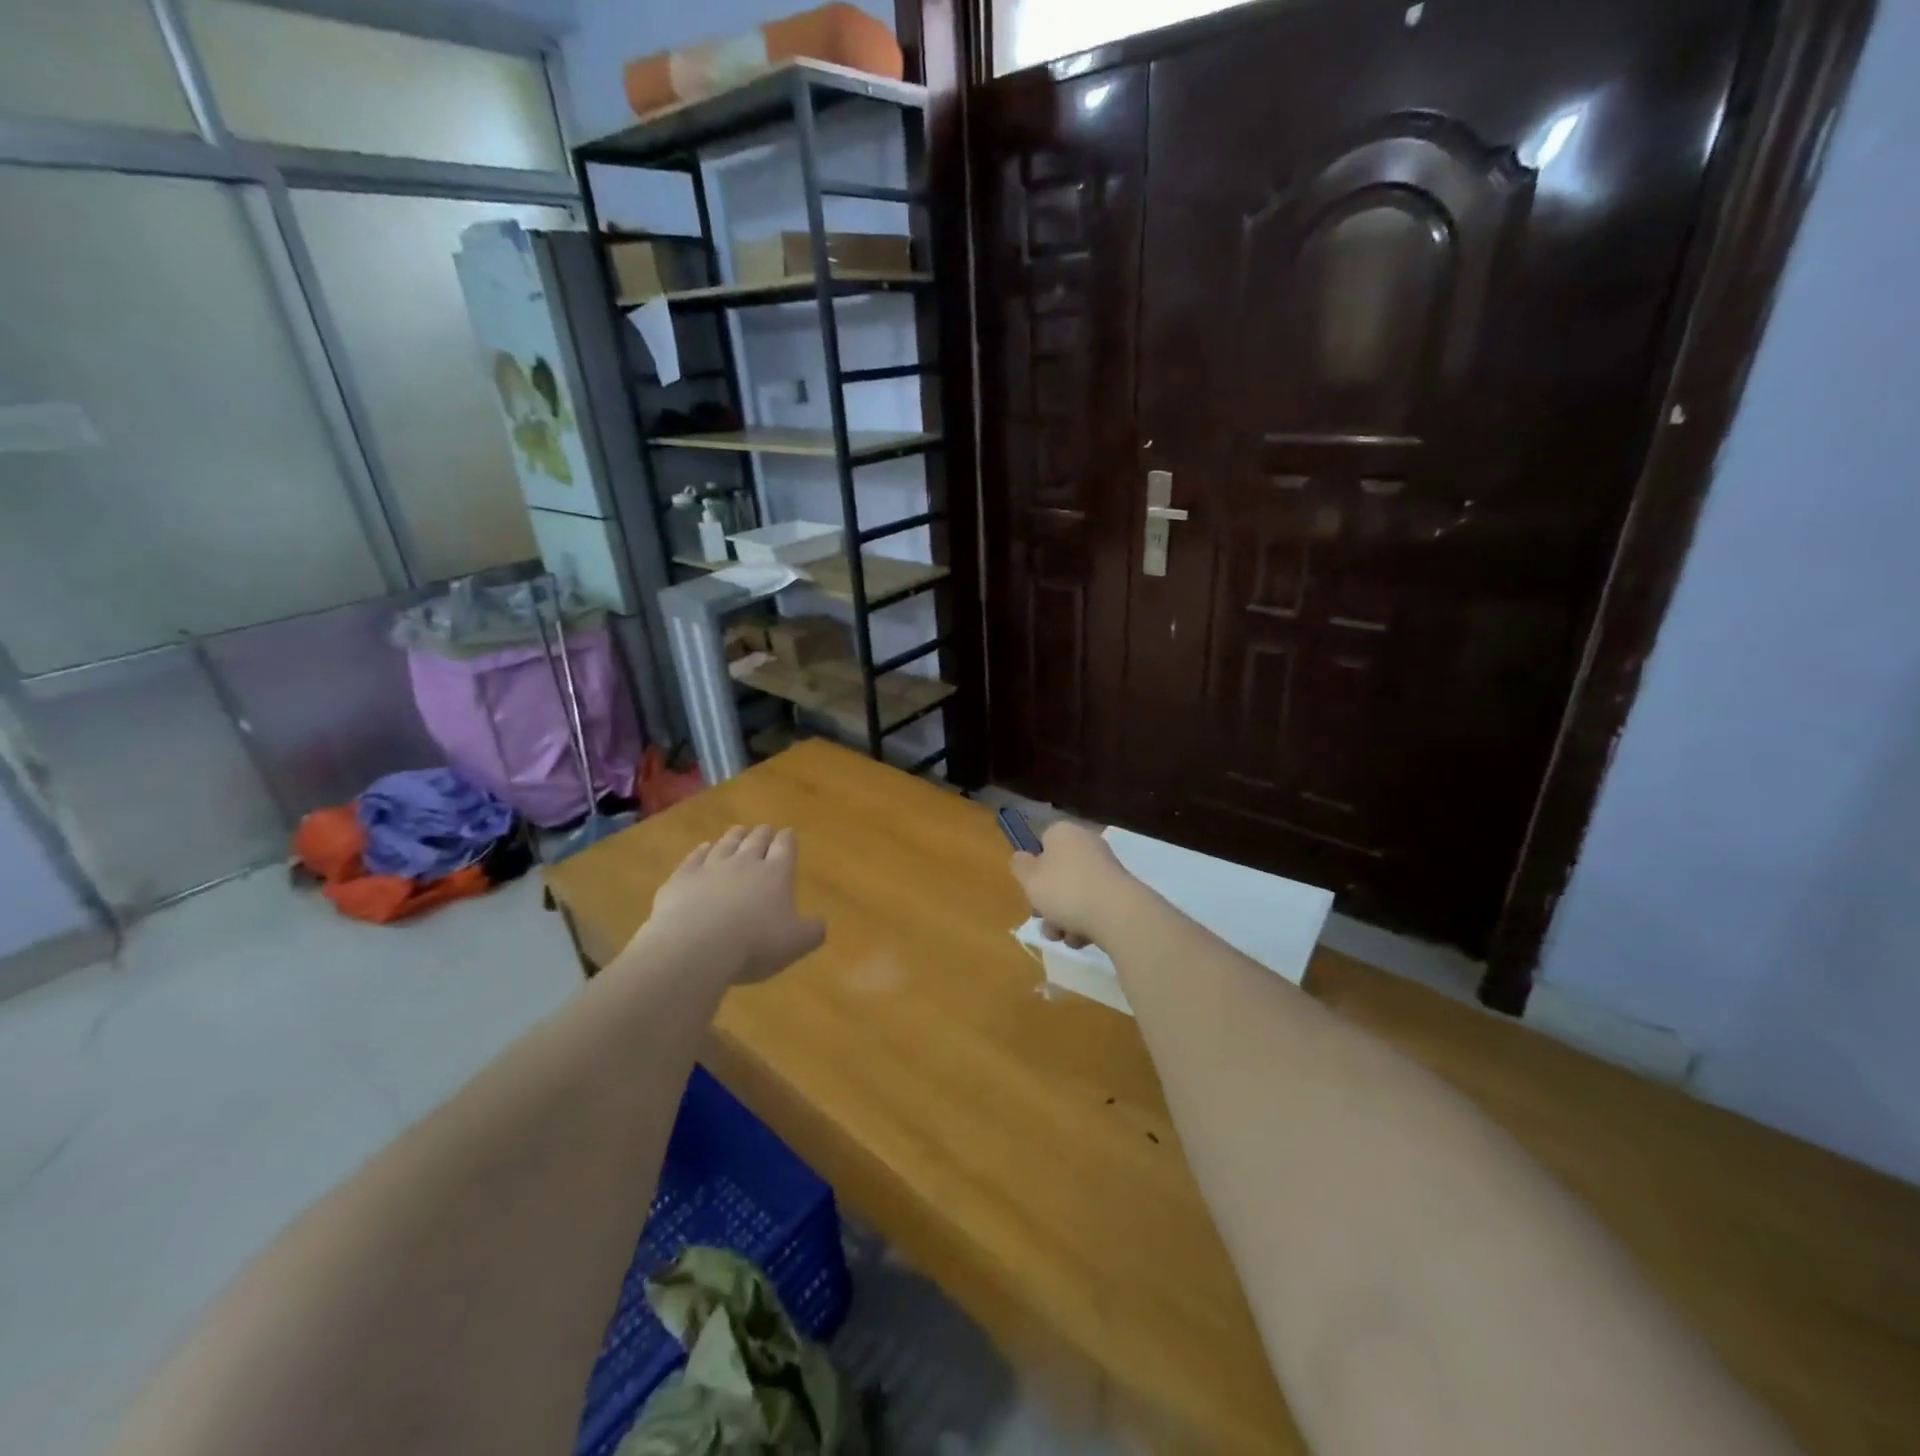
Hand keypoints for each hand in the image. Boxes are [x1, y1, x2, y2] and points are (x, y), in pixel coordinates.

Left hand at [640, 825, 824, 984]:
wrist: (694, 947)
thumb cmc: (754, 944)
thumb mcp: (795, 944)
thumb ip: (812, 931)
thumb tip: (820, 924)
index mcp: (776, 873)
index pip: (785, 847)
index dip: (788, 839)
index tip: (788, 833)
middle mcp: (745, 862)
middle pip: (756, 839)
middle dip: (763, 834)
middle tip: (765, 830)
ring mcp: (711, 867)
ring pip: (726, 843)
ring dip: (734, 836)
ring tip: (739, 831)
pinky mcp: (682, 877)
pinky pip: (694, 856)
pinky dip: (701, 850)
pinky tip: (703, 847)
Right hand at [1008, 821, 1139, 950]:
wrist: (1116, 914)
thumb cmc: (1065, 890)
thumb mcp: (1029, 878)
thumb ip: (1020, 866)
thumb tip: (1023, 858)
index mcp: (1064, 833)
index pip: (1043, 842)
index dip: (1034, 867)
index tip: (1031, 888)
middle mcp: (1087, 844)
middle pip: (1059, 872)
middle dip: (1048, 901)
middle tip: (1043, 920)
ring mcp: (1106, 868)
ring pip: (1075, 893)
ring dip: (1063, 917)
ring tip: (1061, 936)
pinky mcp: (1121, 892)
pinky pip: (1094, 906)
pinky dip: (1085, 922)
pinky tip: (1081, 938)